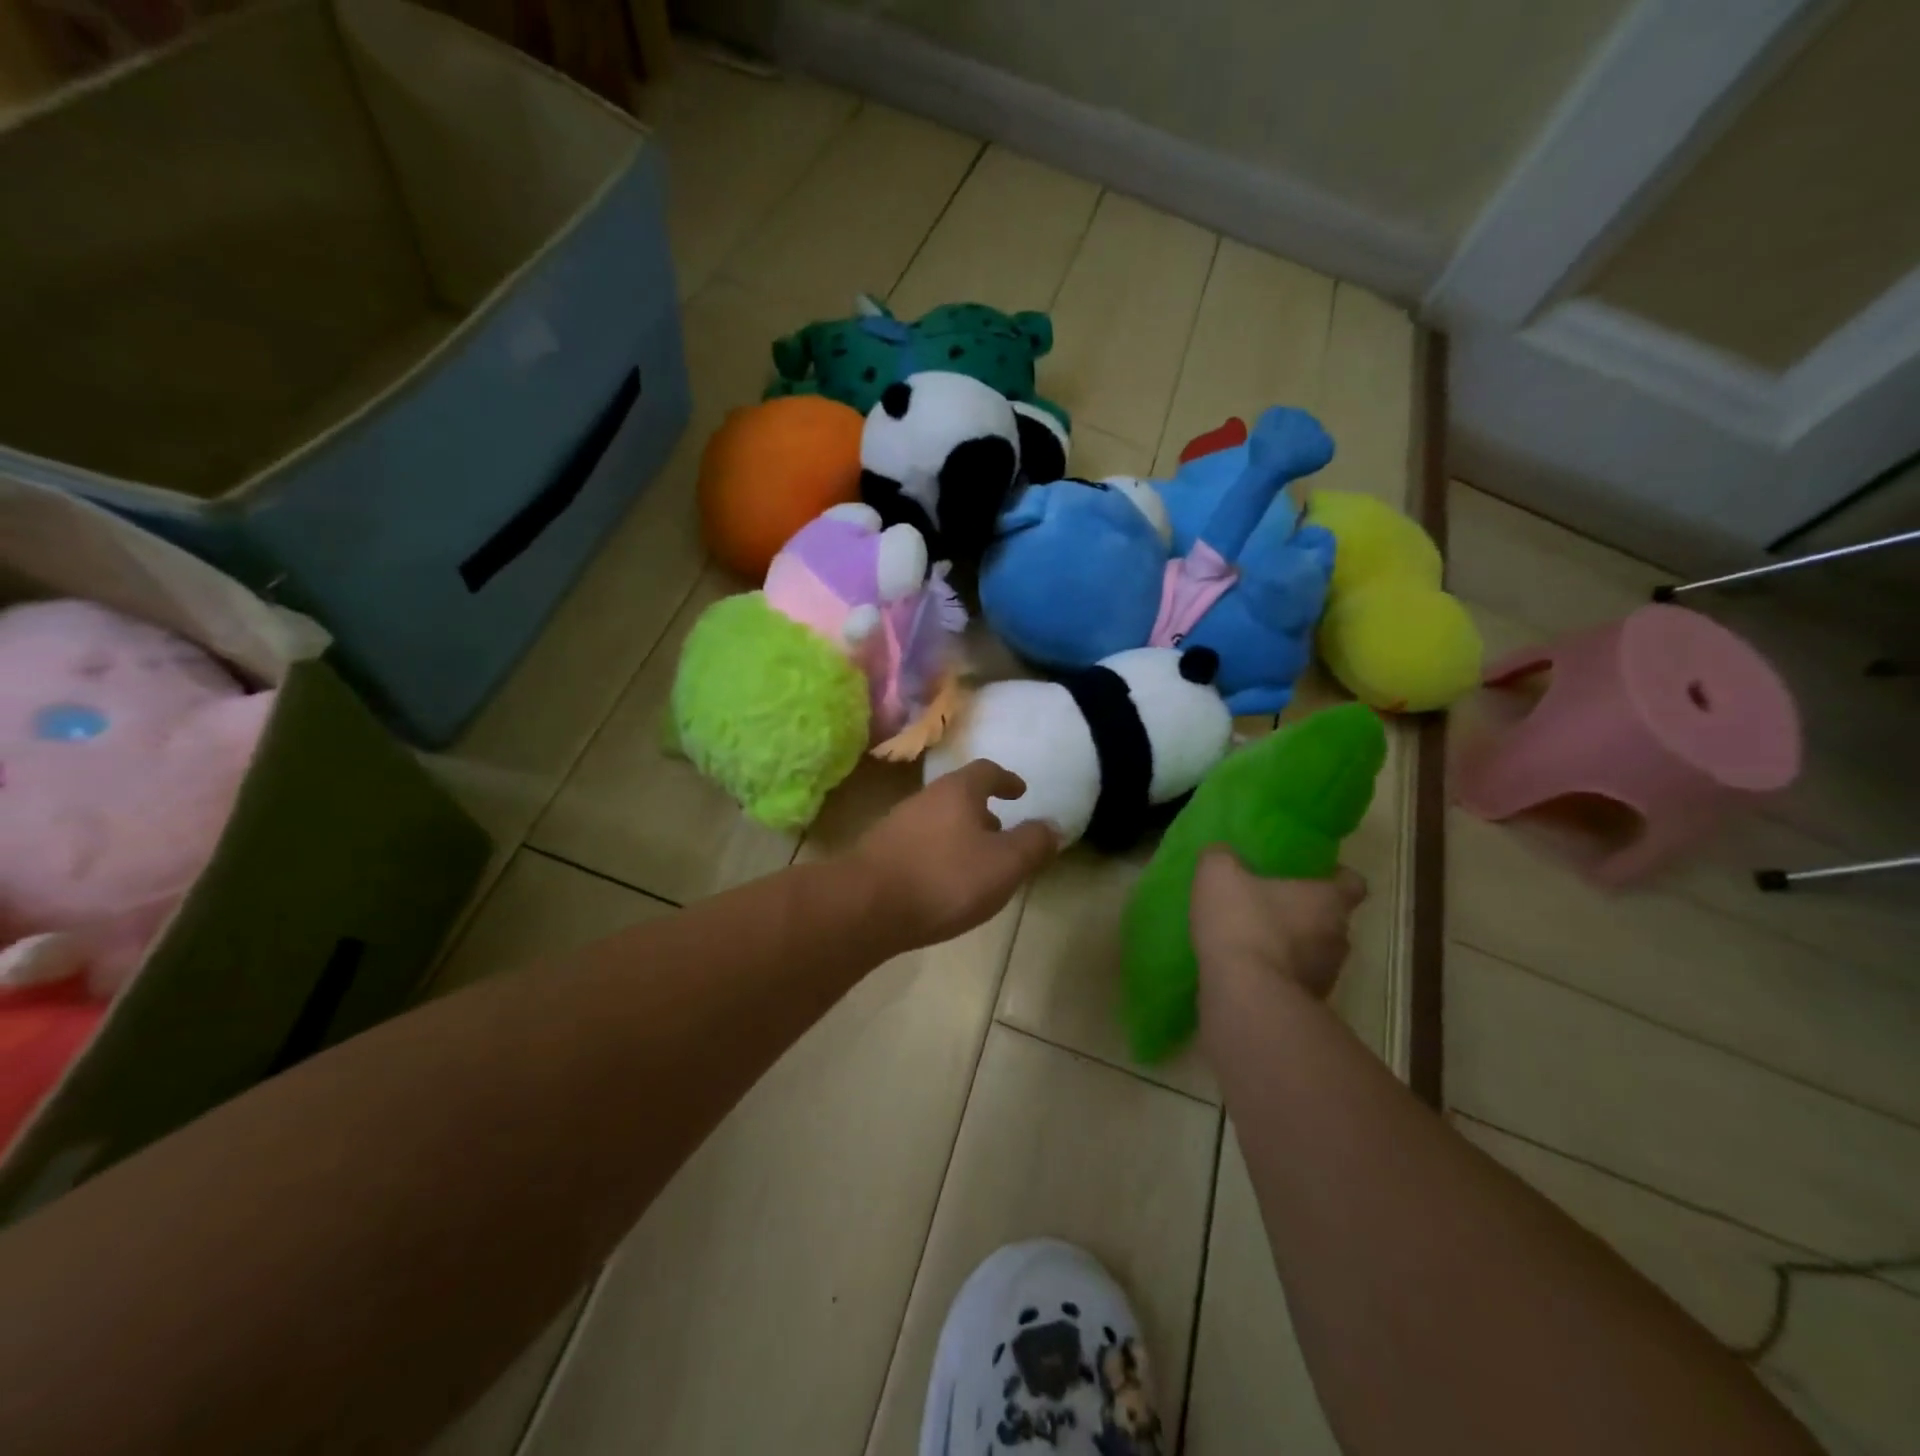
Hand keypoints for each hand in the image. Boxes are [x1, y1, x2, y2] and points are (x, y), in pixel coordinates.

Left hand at [852, 761, 1059, 947]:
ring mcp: (896, 825)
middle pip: (959, 796)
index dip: (1006, 780)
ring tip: (976, 864)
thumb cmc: (944, 879)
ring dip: (960, 836)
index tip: (1020, 792)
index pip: (986, 772)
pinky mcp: (879, 854)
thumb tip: (1053, 826)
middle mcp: (924, 799)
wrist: (864, 906)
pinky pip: (919, 846)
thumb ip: (1033, 844)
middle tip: (1001, 834)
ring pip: (938, 822)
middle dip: (983, 812)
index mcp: (957, 792)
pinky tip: (942, 885)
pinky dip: (938, 855)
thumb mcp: (1004, 864)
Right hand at [1191, 847, 1365, 999]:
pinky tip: (1249, 971)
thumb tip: (1222, 853)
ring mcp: (1326, 976)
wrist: (1245, 995)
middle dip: (1308, 914)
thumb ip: (1221, 857)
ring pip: (1316, 953)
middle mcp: (1338, 938)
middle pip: (1333, 920)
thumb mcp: (1218, 874)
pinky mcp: (1308, 1005)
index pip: (1353, 883)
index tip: (1317, 874)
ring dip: (1295, 947)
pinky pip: (1297, 981)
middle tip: (1275, 905)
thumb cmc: (1242, 922)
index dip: (1337, 877)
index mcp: (1327, 900)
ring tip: (1258, 942)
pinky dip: (1280, 975)